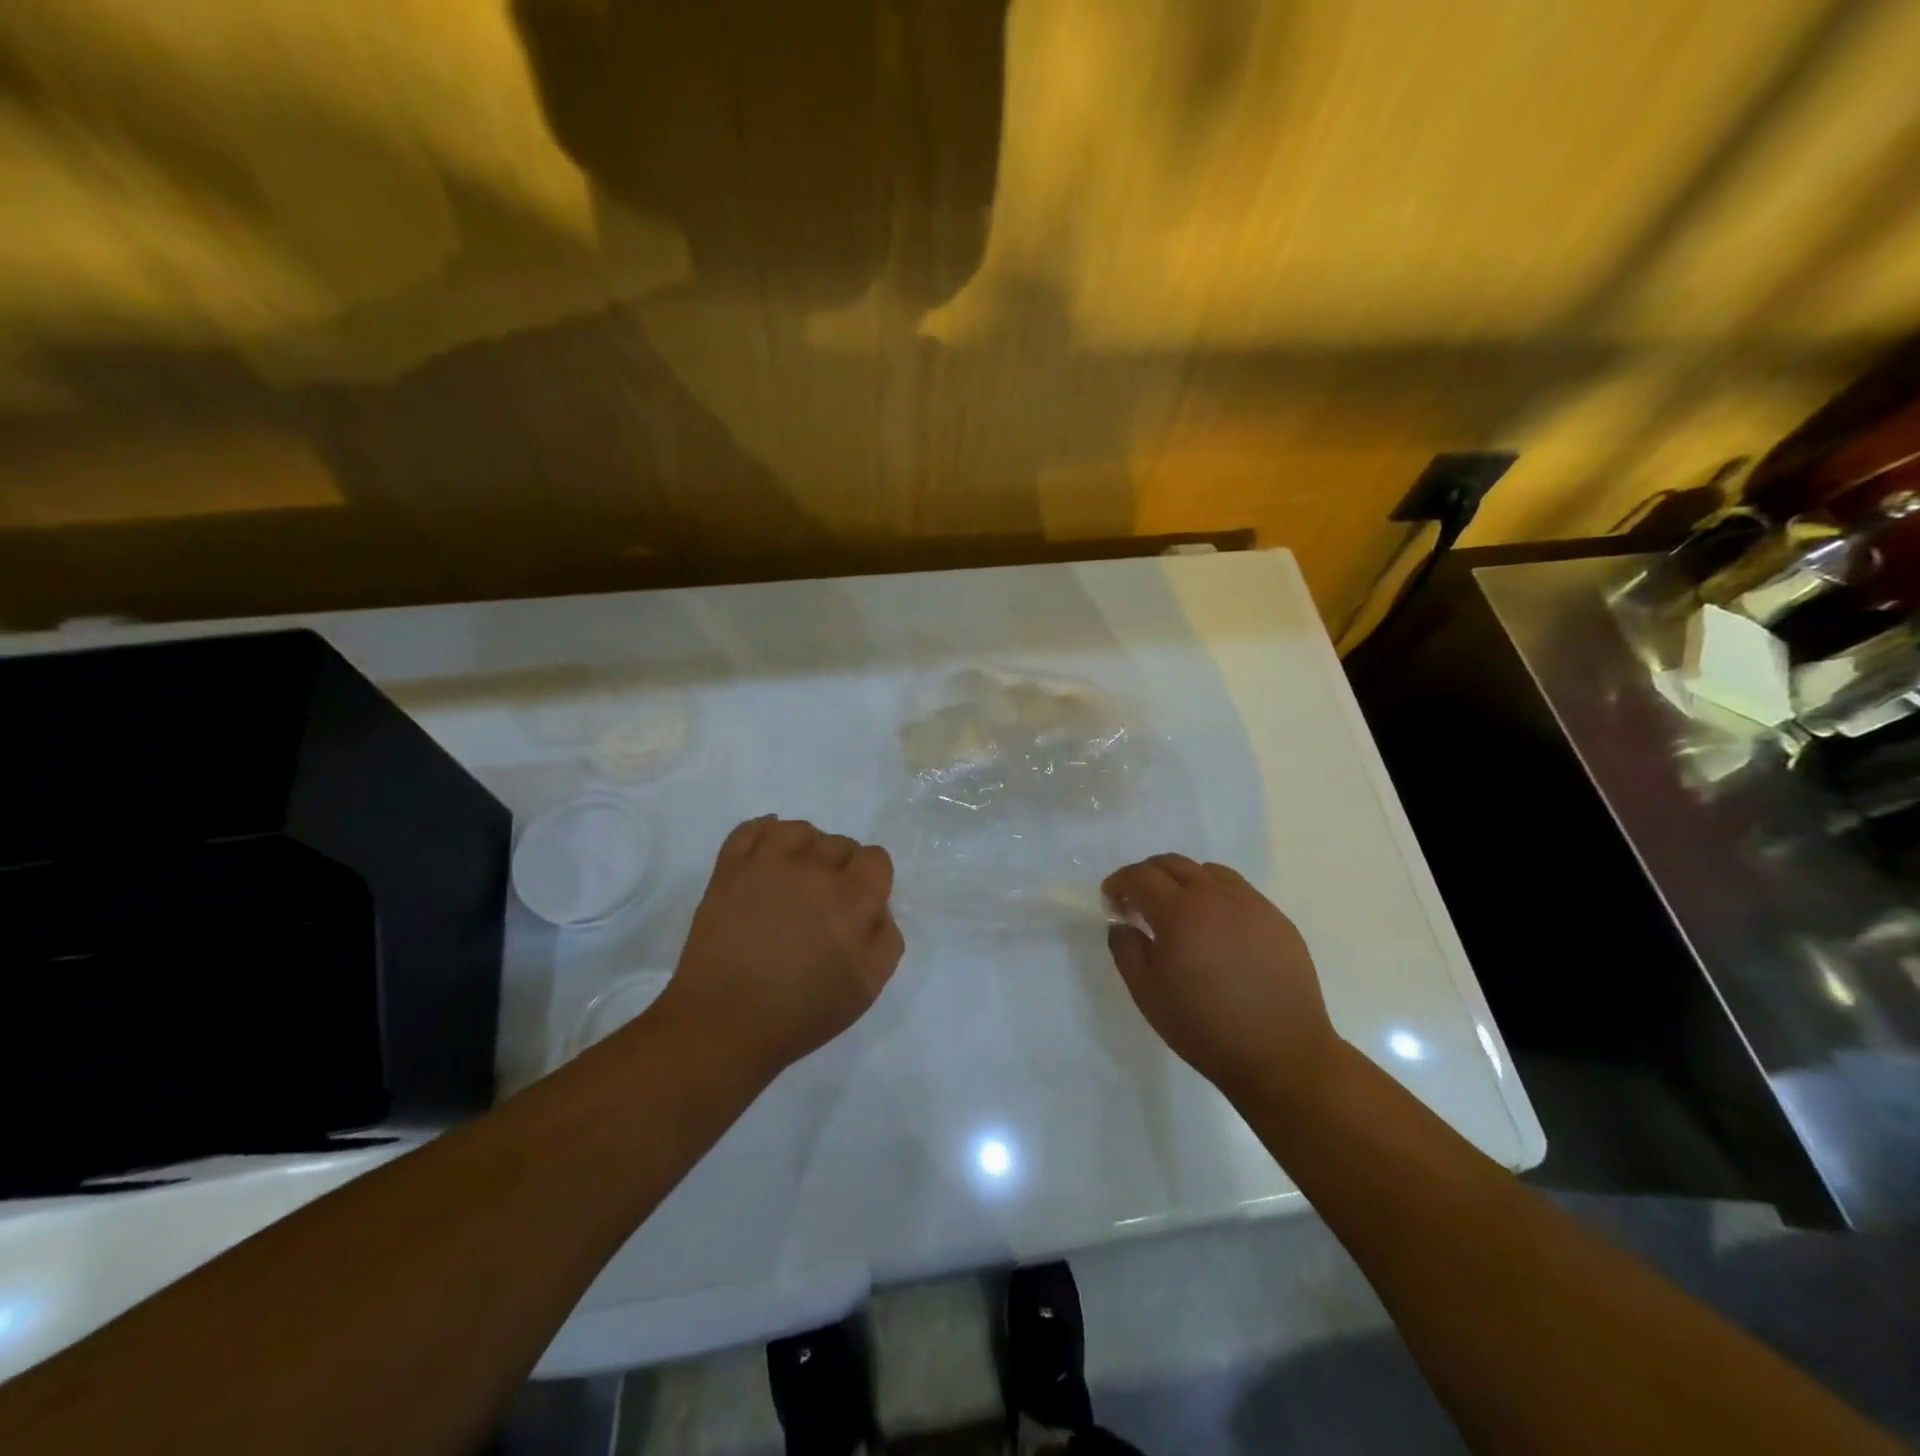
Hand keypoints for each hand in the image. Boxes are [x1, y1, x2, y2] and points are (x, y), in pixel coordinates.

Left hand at [658, 816, 904, 1082]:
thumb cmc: (800, 1013)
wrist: (723, 1024)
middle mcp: (814, 869)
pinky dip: (764, 833)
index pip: (875, 859)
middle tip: (823, 906)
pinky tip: (768, 854)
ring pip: (800, 831)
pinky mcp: (730, 868)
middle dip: (840, 870)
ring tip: (795, 882)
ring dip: (806, 850)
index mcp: (852, 899)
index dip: (871, 882)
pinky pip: (752, 828)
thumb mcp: (868, 987)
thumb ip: (886, 936)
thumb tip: (877, 906)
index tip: (858, 907)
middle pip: (840, 844)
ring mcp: (767, 863)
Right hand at [1103, 854, 1341, 1107]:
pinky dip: (1216, 894)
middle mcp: (1215, 896)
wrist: (1281, 1055)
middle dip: (1147, 875)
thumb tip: (1122, 924)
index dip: (1119, 881)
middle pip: (1173, 863)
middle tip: (1138, 900)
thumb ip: (1126, 950)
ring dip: (1183, 880)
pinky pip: (1239, 890)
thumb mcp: (1147, 994)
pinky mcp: (1277, 919)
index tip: (1111, 898)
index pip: (1140, 876)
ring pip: (1208, 871)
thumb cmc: (1205, 1027)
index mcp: (1179, 912)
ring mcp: (1251, 904)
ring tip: (1178, 909)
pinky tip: (1216, 926)